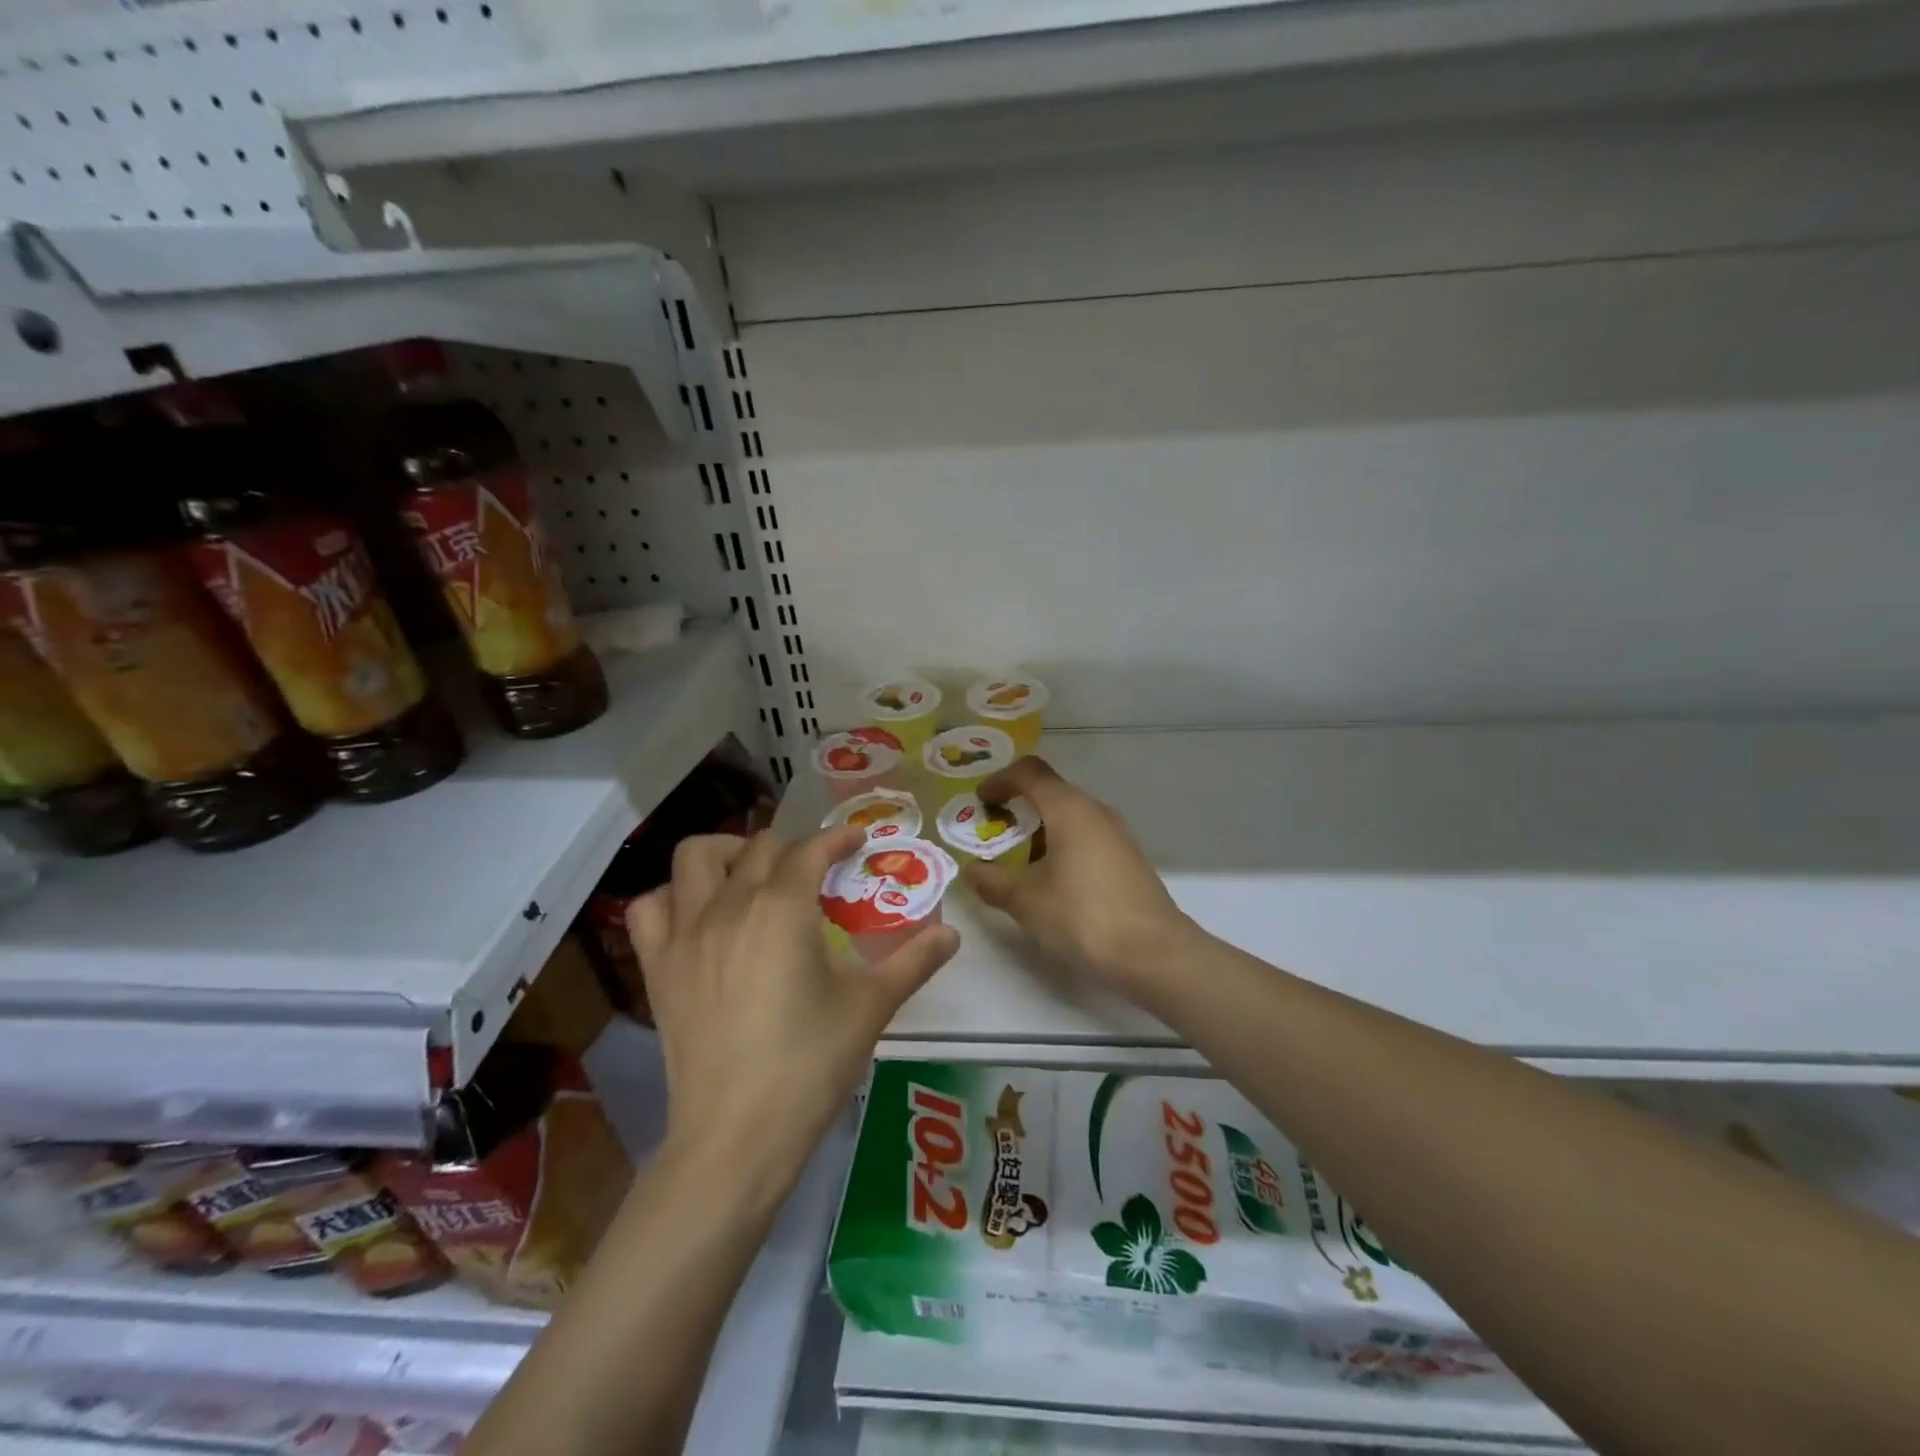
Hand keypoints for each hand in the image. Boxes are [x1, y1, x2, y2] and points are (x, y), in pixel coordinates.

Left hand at [628, 827, 959, 1185]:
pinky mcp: (657, 967)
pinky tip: (698, 916)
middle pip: (759, 847)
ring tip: (752, 875)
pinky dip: (673, 898)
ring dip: (727, 854)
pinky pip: (650, 908)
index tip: (857, 840)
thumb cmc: (810, 1066)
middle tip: (816, 871)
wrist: (737, 1137)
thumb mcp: (870, 1008)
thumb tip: (953, 934)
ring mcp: (685, 934)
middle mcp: (729, 906)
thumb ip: (913, 962)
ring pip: (694, 858)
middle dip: (793, 847)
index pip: (811, 850)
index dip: (838, 838)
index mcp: (782, 909)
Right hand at [965, 756, 1197, 999]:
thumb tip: (971, 871)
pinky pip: (1085, 836)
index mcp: (1069, 809)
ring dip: (1038, 830)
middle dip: (1016, 807)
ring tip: (1016, 863)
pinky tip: (1050, 882)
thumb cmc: (1084, 917)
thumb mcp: (1026, 901)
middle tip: (991, 834)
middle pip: (1050, 792)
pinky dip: (1060, 846)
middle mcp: (1095, 811)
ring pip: (1069, 816)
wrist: (1155, 954)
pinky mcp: (1127, 858)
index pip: (1029, 772)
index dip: (999, 780)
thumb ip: (992, 881)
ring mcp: (1117, 834)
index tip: (979, 802)